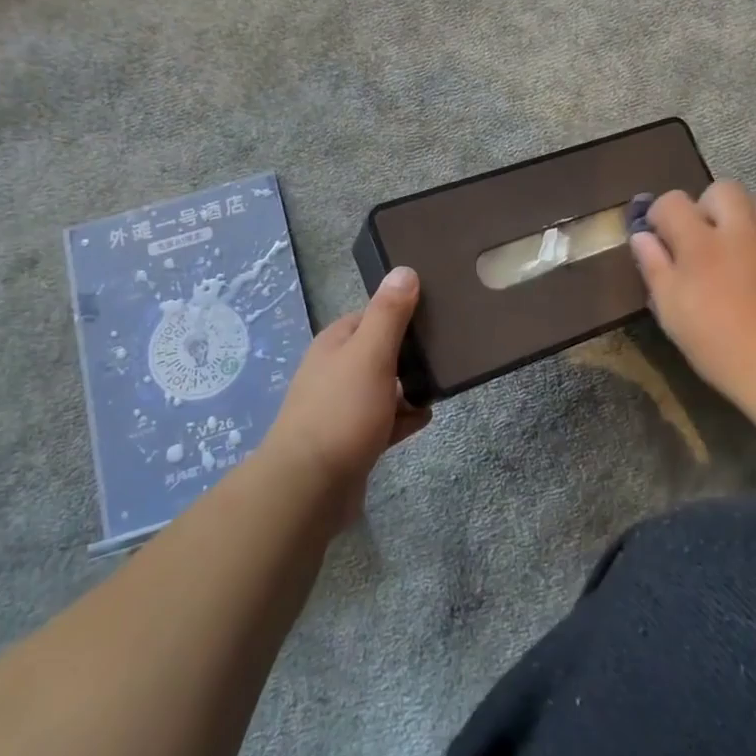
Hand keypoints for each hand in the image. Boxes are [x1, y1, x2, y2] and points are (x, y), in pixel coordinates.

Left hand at [261, 266, 430, 520]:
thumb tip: (404, 269)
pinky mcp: (351, 439)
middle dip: (410, 354)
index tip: (437, 315)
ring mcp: (341, 406)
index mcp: (335, 343)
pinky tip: (424, 419)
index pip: (372, 315)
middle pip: (379, 351)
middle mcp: (334, 370)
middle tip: (446, 354)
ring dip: (409, 388)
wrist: (310, 486)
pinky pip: (384, 420)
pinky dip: (403, 418)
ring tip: (440, 386)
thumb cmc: (342, 411)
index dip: (402, 313)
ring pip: (384, 387)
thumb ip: (389, 314)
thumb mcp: (370, 353)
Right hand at [629, 181, 755, 410]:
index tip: (661, 234)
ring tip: (740, 251)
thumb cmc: (718, 346)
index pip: (674, 201)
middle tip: (705, 237)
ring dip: (743, 220)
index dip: (662, 212)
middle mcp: (742, 231)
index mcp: (701, 243)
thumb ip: (654, 267)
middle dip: (708, 205)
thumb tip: (641, 236)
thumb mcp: (672, 312)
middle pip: (722, 189)